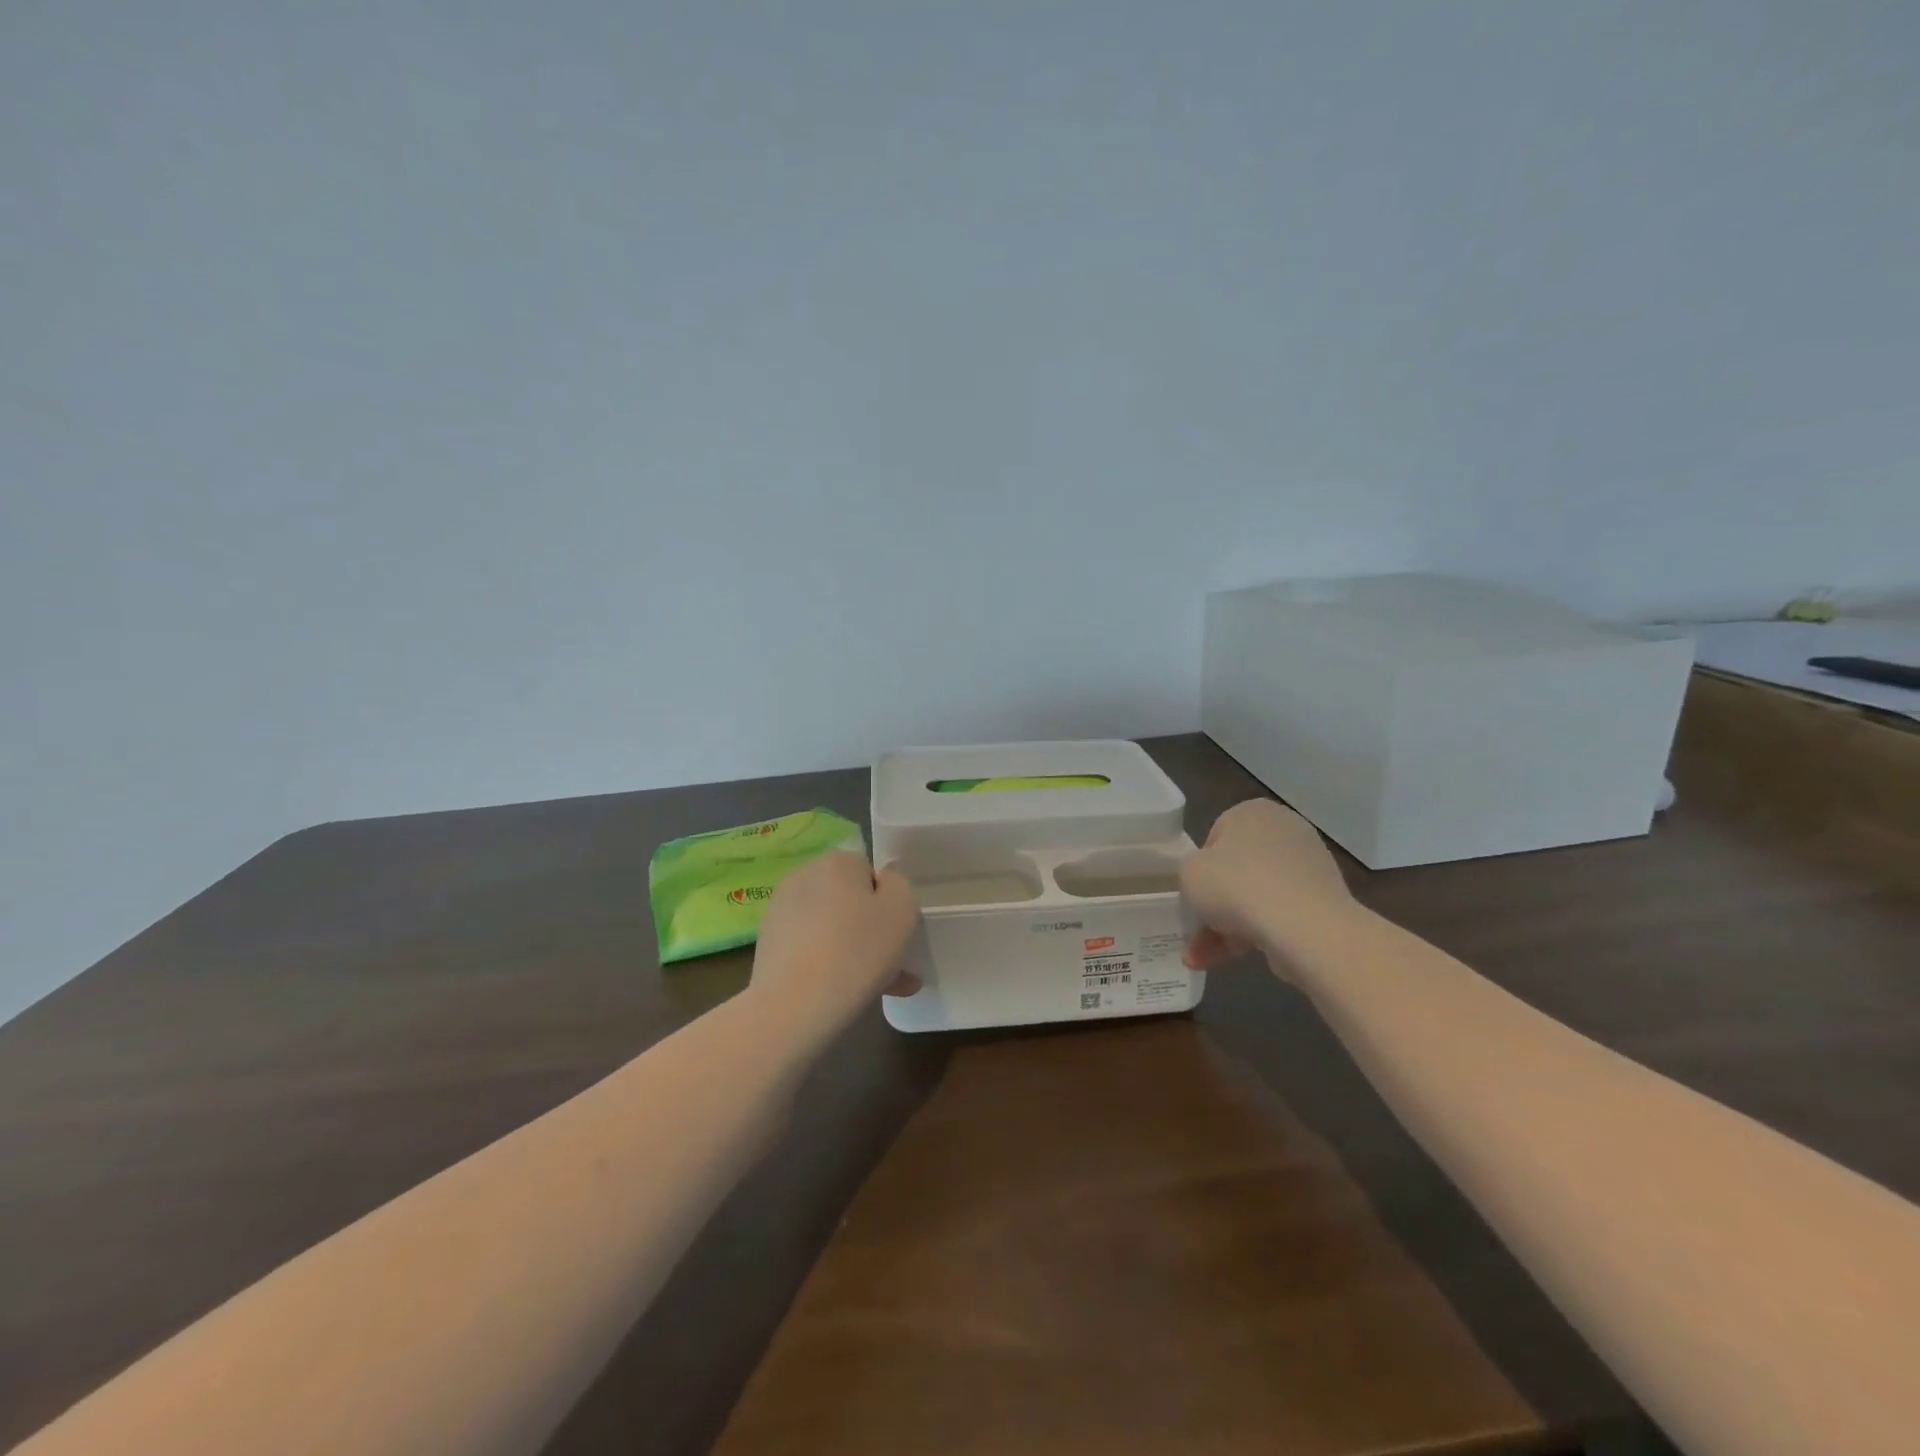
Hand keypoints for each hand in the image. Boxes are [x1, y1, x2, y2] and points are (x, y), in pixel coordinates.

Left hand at [748, 850, 919, 1037]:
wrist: (794, 1007)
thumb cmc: (857, 952)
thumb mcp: (902, 910)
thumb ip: (899, 886)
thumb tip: (882, 886)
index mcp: (837, 862)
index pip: (870, 873)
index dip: (886, 903)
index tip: (894, 934)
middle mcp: (804, 876)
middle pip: (849, 900)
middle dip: (870, 929)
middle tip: (890, 965)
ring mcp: (781, 910)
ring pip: (830, 927)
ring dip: (851, 949)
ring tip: (874, 987)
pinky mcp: (768, 943)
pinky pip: (810, 947)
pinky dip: (827, 963)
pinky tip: (843, 993)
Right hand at [1181, 799, 1353, 969]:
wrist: (1303, 928)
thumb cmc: (1237, 886)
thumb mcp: (1189, 872)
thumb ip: (1191, 871)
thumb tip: (1210, 882)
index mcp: (1253, 811)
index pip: (1216, 837)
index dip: (1200, 869)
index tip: (1194, 893)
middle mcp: (1285, 831)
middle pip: (1237, 870)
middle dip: (1215, 905)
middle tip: (1197, 929)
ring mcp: (1308, 867)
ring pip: (1256, 897)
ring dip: (1228, 927)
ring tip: (1203, 958)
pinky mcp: (1323, 902)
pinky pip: (1279, 915)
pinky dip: (1256, 934)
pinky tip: (1232, 960)